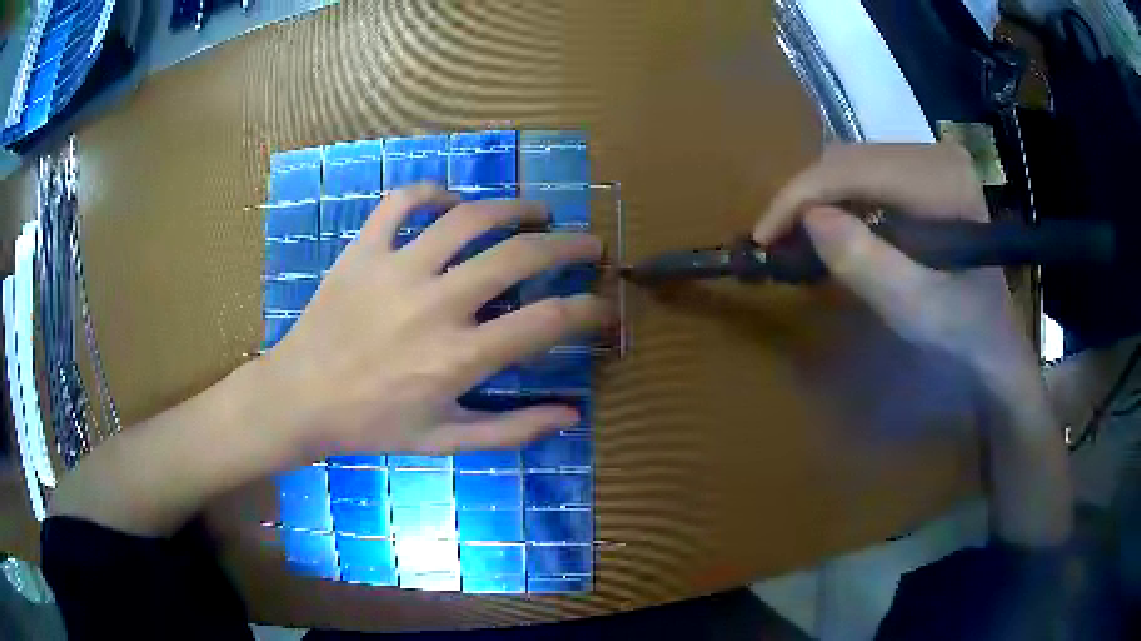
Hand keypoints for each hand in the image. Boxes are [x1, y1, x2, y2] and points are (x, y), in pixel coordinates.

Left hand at [258, 184, 608, 460]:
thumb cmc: (373, 424)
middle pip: (519, 256)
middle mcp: (436, 304)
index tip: (604, 304)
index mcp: (459, 356)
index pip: (547, 322)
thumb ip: (511, 430)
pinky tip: (450, 201)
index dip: (588, 309)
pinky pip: (402, 202)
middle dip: (567, 245)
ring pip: (469, 218)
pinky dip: (432, 193)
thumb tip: (571, 415)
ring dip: (513, 208)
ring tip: (536, 211)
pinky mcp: (363, 250)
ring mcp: (397, 269)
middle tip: (587, 243)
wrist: (300, 399)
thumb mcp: (445, 440)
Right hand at [755, 144, 1072, 547]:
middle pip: (850, 158)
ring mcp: (931, 159)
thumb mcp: (914, 308)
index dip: (801, 196)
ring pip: (853, 162)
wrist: (993, 340)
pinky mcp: (925, 173)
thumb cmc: (960, 331)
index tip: (763, 235)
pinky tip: (830, 224)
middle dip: (805, 196)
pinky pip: (867, 173)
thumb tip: (809, 218)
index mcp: (942, 180)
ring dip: (818, 196)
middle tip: (775, 239)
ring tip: (795, 233)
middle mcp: (936, 153)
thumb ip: (865, 261)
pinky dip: (839, 198)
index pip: (855, 168)